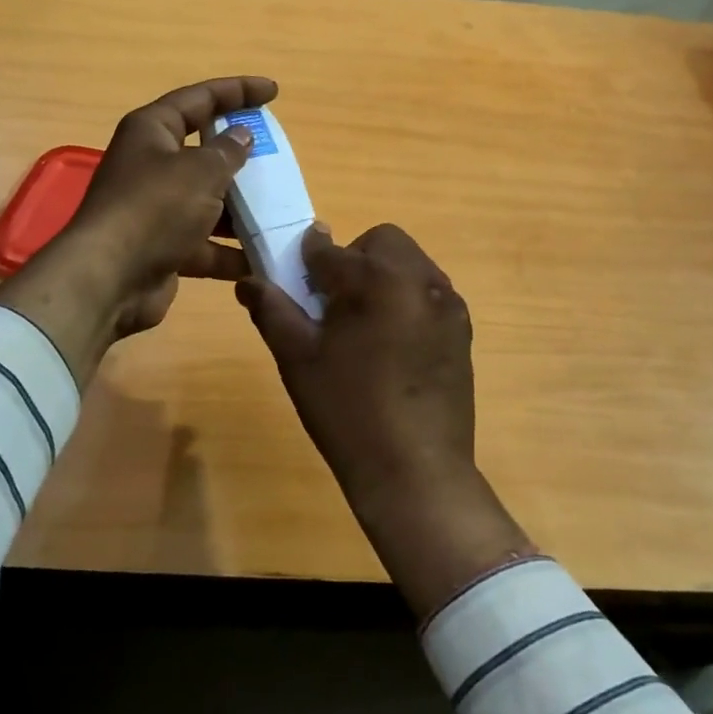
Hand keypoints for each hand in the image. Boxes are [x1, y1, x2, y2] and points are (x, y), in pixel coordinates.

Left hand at [0, 76, 274, 384]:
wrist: (109, 280)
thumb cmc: (155, 209)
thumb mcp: (200, 171)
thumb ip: (228, 151)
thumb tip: (242, 135)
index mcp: (152, 131)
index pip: (200, 99)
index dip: (237, 91)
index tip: (273, 92)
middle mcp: (151, 165)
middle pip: (203, 150)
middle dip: (241, 155)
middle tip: (278, 156)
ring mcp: (155, 209)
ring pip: (206, 200)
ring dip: (240, 208)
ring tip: (280, 210)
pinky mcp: (162, 247)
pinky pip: (204, 243)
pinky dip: (229, 250)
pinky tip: (262, 257)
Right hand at [238, 224, 533, 617]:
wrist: (416, 471)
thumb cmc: (347, 411)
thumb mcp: (297, 359)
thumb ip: (272, 309)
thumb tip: (248, 280)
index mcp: (374, 279)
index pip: (329, 249)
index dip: (305, 261)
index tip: (296, 282)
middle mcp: (418, 278)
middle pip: (381, 242)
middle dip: (353, 259)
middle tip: (335, 305)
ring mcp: (448, 302)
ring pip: (409, 263)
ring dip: (383, 277)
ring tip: (366, 326)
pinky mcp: (463, 328)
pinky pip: (429, 292)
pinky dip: (408, 299)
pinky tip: (395, 345)